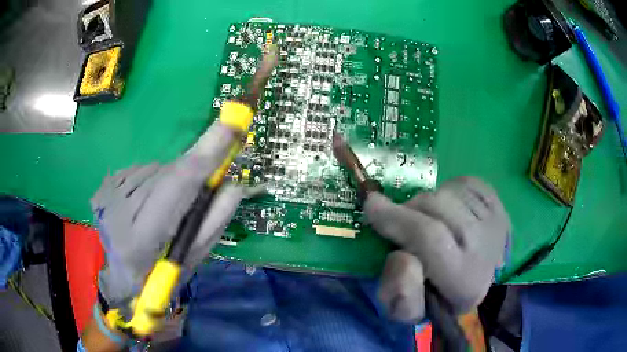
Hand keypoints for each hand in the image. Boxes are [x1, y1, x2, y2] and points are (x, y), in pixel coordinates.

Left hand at [91, 122, 250, 308]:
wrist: (120, 276)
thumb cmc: (159, 276)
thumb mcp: (192, 260)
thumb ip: (214, 222)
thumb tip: (234, 183)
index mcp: (142, 239)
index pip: (178, 186)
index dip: (207, 154)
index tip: (232, 125)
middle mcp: (120, 209)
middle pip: (169, 173)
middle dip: (190, 177)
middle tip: (193, 200)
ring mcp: (109, 193)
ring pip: (157, 169)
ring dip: (171, 182)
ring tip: (164, 210)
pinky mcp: (106, 183)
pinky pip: (142, 169)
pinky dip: (154, 180)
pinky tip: (147, 202)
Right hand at [364, 177, 509, 321]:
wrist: (475, 280)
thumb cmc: (436, 297)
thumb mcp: (410, 311)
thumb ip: (399, 295)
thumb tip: (399, 257)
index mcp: (465, 281)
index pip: (431, 238)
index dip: (397, 219)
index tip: (370, 207)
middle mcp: (487, 247)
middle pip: (438, 205)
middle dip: (408, 209)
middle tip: (398, 222)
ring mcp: (495, 219)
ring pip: (448, 191)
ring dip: (427, 203)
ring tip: (425, 221)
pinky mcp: (497, 202)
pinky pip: (462, 182)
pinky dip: (446, 192)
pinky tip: (447, 212)